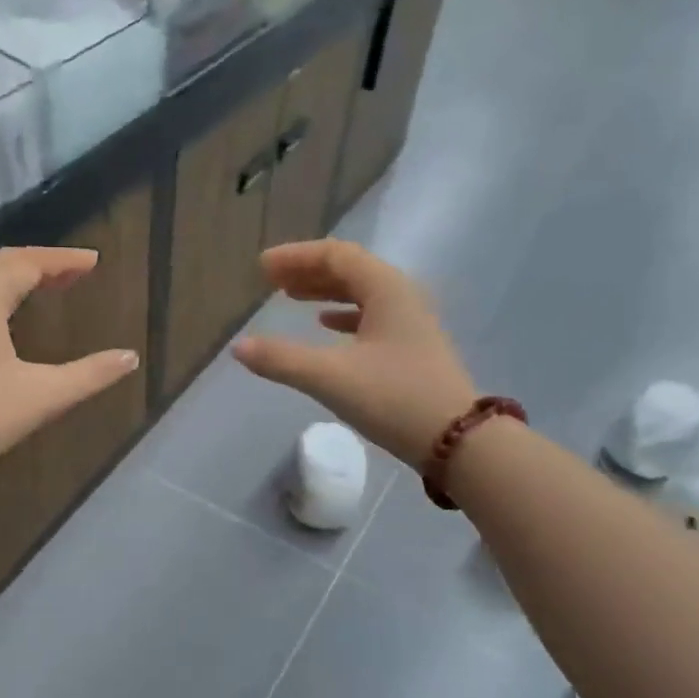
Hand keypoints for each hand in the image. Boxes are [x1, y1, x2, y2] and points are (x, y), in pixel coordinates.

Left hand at [0, 247, 140, 479]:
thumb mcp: (45, 395)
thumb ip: (91, 374)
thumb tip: (130, 358)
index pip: (28, 262)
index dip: (63, 259)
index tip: (94, 261)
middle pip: (3, 262)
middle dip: (42, 262)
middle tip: (76, 271)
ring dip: (19, 275)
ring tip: (50, 285)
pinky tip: (10, 312)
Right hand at [233, 240, 475, 471]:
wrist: (459, 441)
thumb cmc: (394, 398)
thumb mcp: (330, 377)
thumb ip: (281, 360)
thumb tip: (239, 347)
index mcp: (386, 289)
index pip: (337, 255)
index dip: (296, 257)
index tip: (262, 267)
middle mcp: (402, 297)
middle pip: (350, 270)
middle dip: (308, 271)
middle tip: (271, 280)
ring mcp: (411, 323)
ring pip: (361, 293)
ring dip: (325, 291)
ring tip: (291, 297)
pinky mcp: (412, 349)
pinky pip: (371, 317)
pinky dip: (344, 315)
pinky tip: (327, 326)